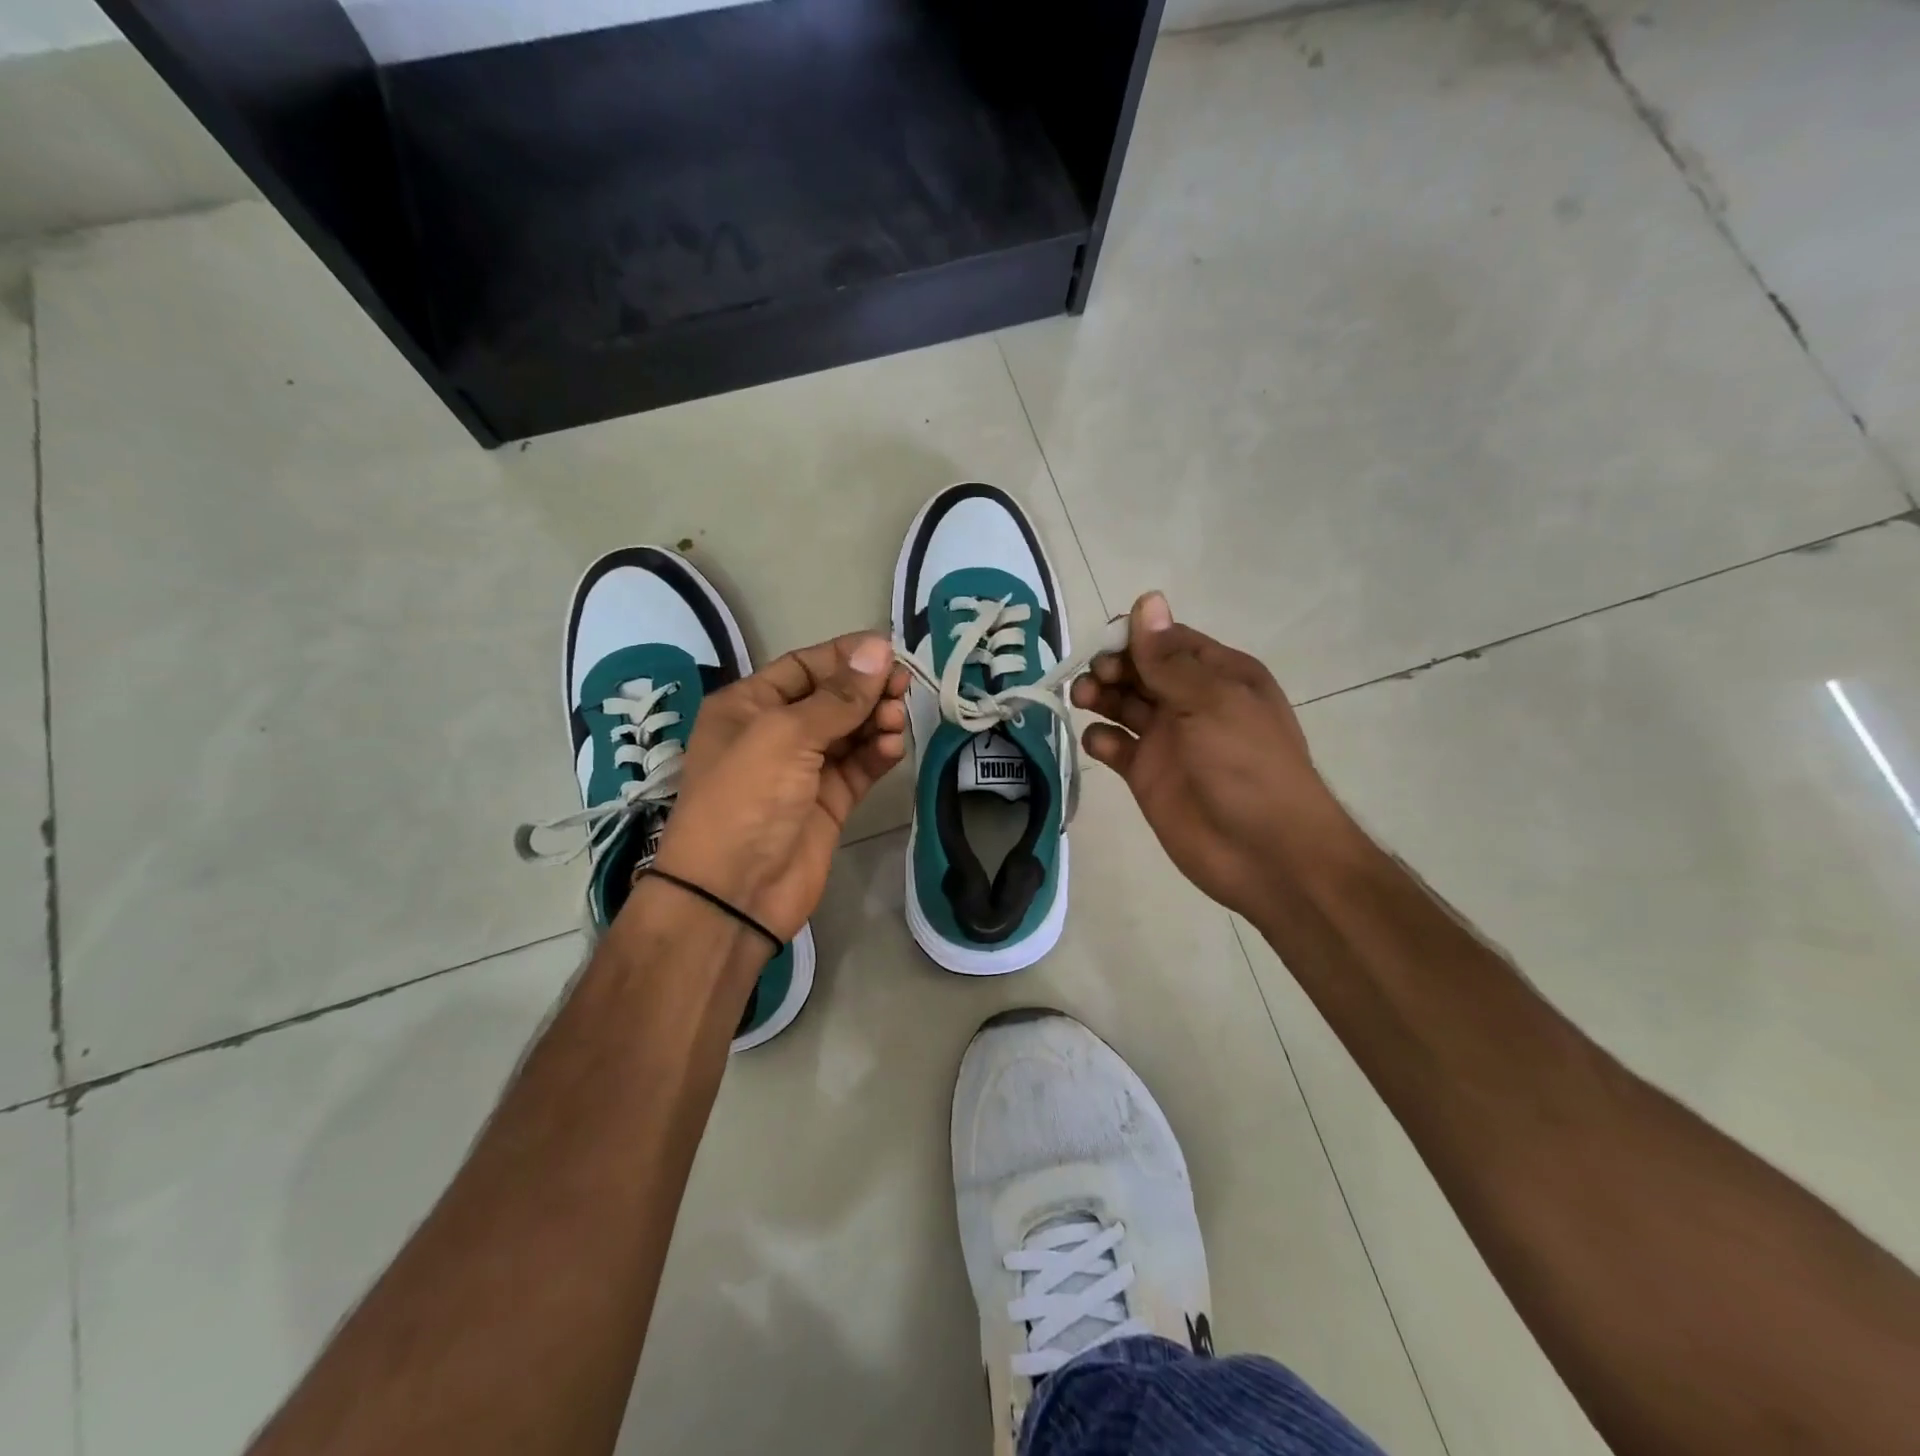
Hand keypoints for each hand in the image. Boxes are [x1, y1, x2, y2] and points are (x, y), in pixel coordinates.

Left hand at [649, 633, 907, 945]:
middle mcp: (775, 733)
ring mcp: (804, 770)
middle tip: (902, 687)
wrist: (734, 893)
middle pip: (831, 697)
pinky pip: (859, 767)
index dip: (845, 656)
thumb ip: (838, 696)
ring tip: (895, 721)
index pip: (803, 666)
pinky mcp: (828, 802)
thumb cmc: (747, 799)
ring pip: (850, 731)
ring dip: (875, 721)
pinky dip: (878, 754)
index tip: (889, 651)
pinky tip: (894, 748)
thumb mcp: (786, 735)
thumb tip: (879, 649)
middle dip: (866, 690)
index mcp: (748, 705)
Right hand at [1070, 593, 1348, 919]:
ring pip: (1123, 704)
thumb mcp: (1211, 701)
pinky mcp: (1147, 775)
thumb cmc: (1246, 765)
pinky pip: (1115, 746)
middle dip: (1112, 667)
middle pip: (1140, 670)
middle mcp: (1191, 701)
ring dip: (1100, 695)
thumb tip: (1147, 600)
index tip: (1105, 646)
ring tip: (1084, 700)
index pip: (1167, 640)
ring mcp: (1167, 739)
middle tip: (1095, 679)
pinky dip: (1101, 739)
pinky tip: (1099, 743)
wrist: (1264, 852)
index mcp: (1218, 675)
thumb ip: (1169, 658)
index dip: (1134, 637)